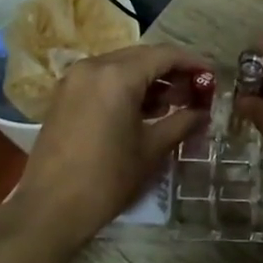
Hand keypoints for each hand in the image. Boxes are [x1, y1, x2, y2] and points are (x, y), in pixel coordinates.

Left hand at [15, 44, 211, 248]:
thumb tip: (202, 112)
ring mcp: (74, 79)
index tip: (212, 76)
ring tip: (173, 103)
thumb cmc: (106, 179)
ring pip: (121, 66)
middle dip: (171, 70)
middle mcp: (93, 66)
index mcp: (117, 76)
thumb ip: (181, 122)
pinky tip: (143, 109)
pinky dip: (125, 87)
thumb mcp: (151, 150)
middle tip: (195, 91)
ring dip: (148, 79)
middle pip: (142, 56)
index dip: (192, 62)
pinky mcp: (64, 95)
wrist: (50, 208)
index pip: (164, 55)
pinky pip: (103, 79)